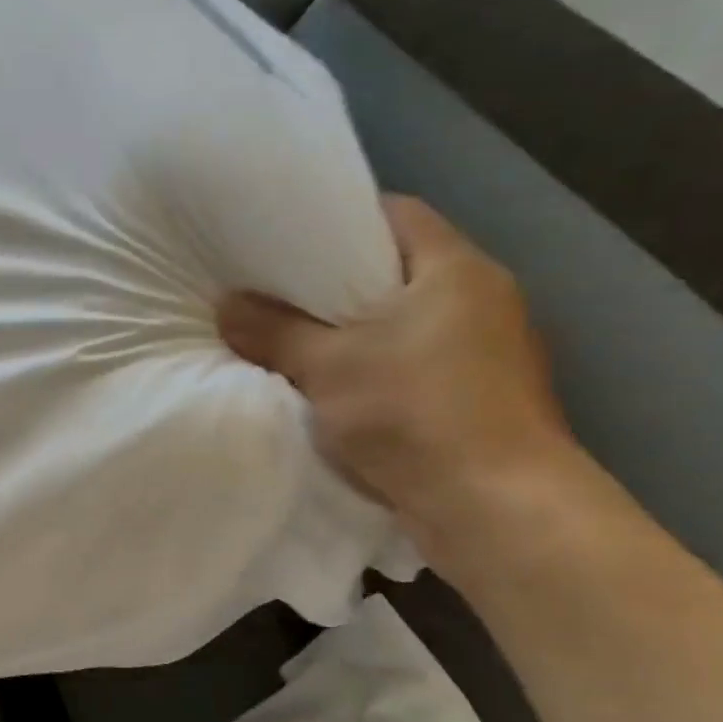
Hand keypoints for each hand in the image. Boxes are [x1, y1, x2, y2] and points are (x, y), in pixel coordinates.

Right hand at [218, 195, 577, 555]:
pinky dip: (373, 367)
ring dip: (354, 329)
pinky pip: (413, 363)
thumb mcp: (326, 365)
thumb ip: (273, 331)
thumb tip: (225, 304)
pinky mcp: (480, 398)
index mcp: (456, 271)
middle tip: (276, 287)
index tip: (288, 235)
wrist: (496, 508)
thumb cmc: (414, 413)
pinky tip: (331, 385)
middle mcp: (483, 300)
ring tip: (293, 335)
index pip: (398, 213)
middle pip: (398, 269)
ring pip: (404, 322)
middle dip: (336, 279)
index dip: (341, 216)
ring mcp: (488, 353)